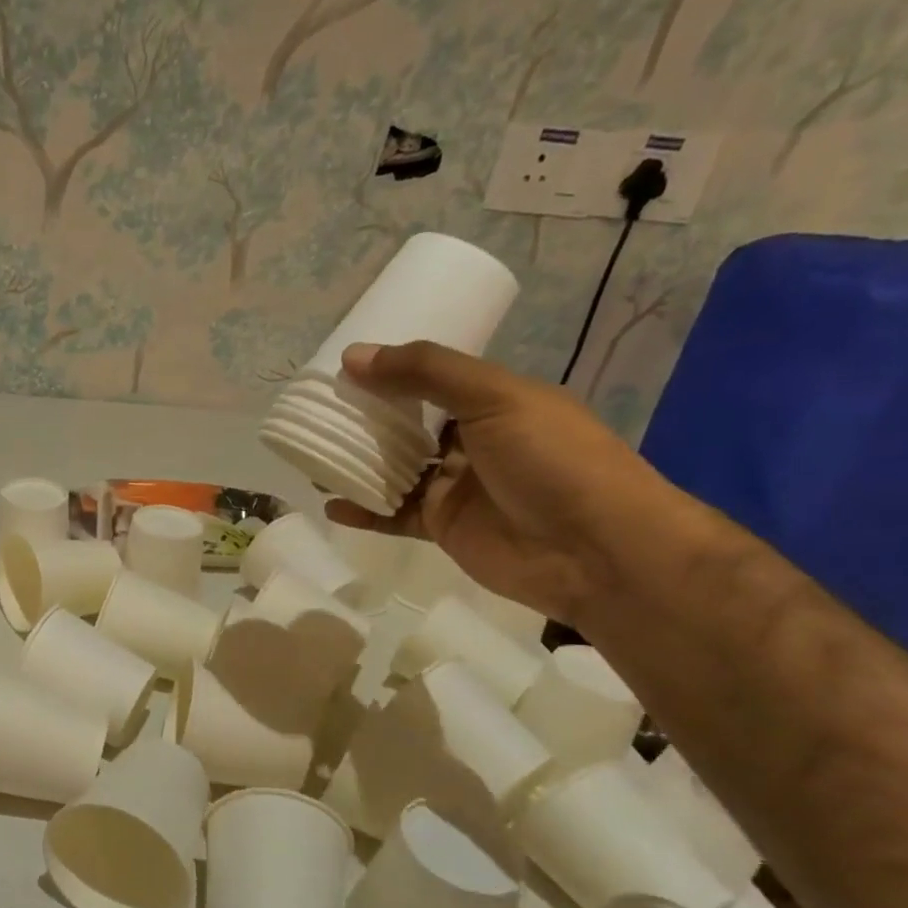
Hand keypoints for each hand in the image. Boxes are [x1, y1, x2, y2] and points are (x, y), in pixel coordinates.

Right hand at [325, 341, 678, 624]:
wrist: (597, 551)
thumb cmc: (553, 460)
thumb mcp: (495, 398)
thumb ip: (426, 373)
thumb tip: (353, 356)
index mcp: (494, 402)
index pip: (432, 380)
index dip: (390, 374)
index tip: (342, 369)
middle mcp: (473, 441)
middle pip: (407, 426)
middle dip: (364, 420)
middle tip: (316, 412)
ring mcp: (457, 487)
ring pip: (395, 471)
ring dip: (356, 465)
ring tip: (311, 456)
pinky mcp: (443, 528)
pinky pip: (393, 516)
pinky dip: (363, 511)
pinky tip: (330, 505)